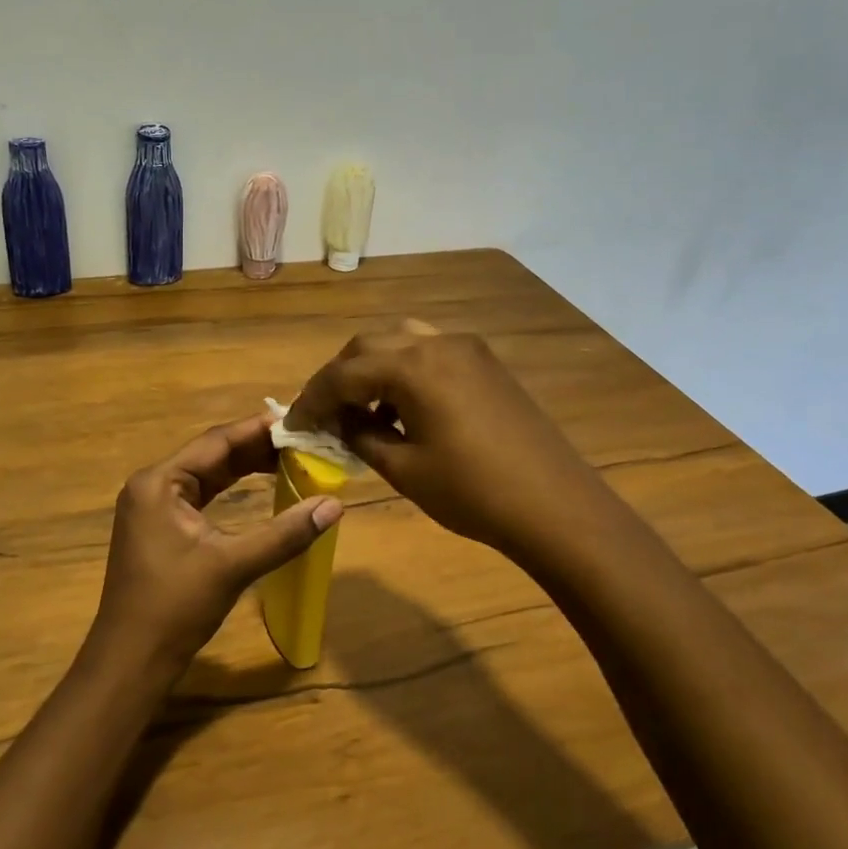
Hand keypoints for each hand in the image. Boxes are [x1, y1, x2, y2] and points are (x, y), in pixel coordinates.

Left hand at [91, 415, 342, 681]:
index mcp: (159, 482)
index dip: (259, 429)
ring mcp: (153, 507)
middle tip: (304, 440)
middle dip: (257, 448)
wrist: (131, 660)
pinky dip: (232, 489)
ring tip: (292, 457)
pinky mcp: (160, 528)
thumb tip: (334, 505)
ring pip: (208, 475)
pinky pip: (202, 496)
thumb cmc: (175, 608)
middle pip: (212, 455)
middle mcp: (152, 485)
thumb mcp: (232, 566)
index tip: (300, 420)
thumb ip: (284, 534)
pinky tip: (261, 486)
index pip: (216, 441)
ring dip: (246, 467)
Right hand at [285, 321, 596, 563]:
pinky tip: (401, 410)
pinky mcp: (486, 364)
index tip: (291, 425)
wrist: (555, 506)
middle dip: (339, 377)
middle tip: (322, 414)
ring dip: (372, 370)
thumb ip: (361, 436)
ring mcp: (467, 350)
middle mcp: (437, 343)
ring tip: (359, 411)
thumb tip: (338, 422)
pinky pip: (429, 353)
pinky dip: (404, 372)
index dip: (311, 400)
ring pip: (400, 342)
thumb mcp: (404, 469)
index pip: (343, 374)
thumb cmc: (472, 492)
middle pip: (368, 346)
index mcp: (413, 366)